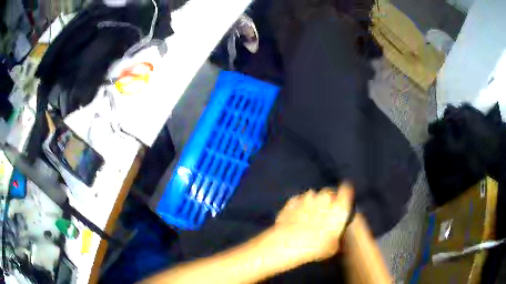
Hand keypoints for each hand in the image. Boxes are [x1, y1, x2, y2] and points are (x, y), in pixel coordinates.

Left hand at [270, 184, 353, 264]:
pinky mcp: (291, 202)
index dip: (344, 194)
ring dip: (312, 203)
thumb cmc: (315, 248)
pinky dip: (298, 206)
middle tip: (324, 214)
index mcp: (339, 207)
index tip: (343, 200)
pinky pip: (298, 201)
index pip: (346, 192)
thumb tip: (333, 235)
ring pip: (312, 196)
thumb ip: (336, 235)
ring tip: (308, 217)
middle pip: (329, 193)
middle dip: (328, 200)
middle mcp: (324, 198)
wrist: (287, 244)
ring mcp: (306, 198)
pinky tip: (295, 218)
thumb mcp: (333, 247)